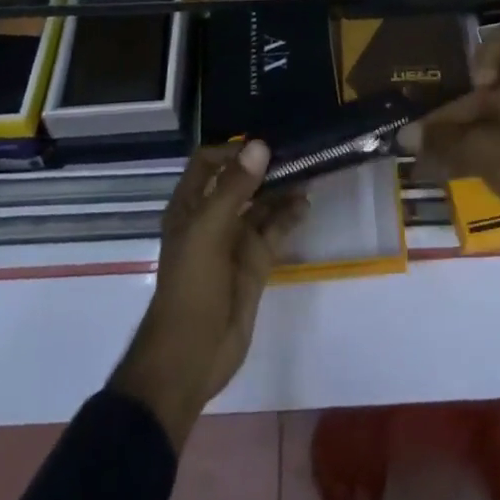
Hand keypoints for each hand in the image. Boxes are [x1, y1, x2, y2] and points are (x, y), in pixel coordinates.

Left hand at [109, 141, 307, 450]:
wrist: (190, 356)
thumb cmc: (190, 286)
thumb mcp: (209, 231)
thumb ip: (235, 188)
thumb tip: (259, 145)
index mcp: (190, 206)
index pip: (209, 162)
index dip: (232, 150)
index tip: (264, 143)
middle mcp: (212, 217)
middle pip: (240, 180)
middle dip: (265, 166)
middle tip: (297, 150)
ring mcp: (234, 241)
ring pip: (261, 204)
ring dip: (282, 189)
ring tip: (309, 171)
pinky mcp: (254, 263)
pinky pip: (275, 231)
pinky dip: (290, 216)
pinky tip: (306, 204)